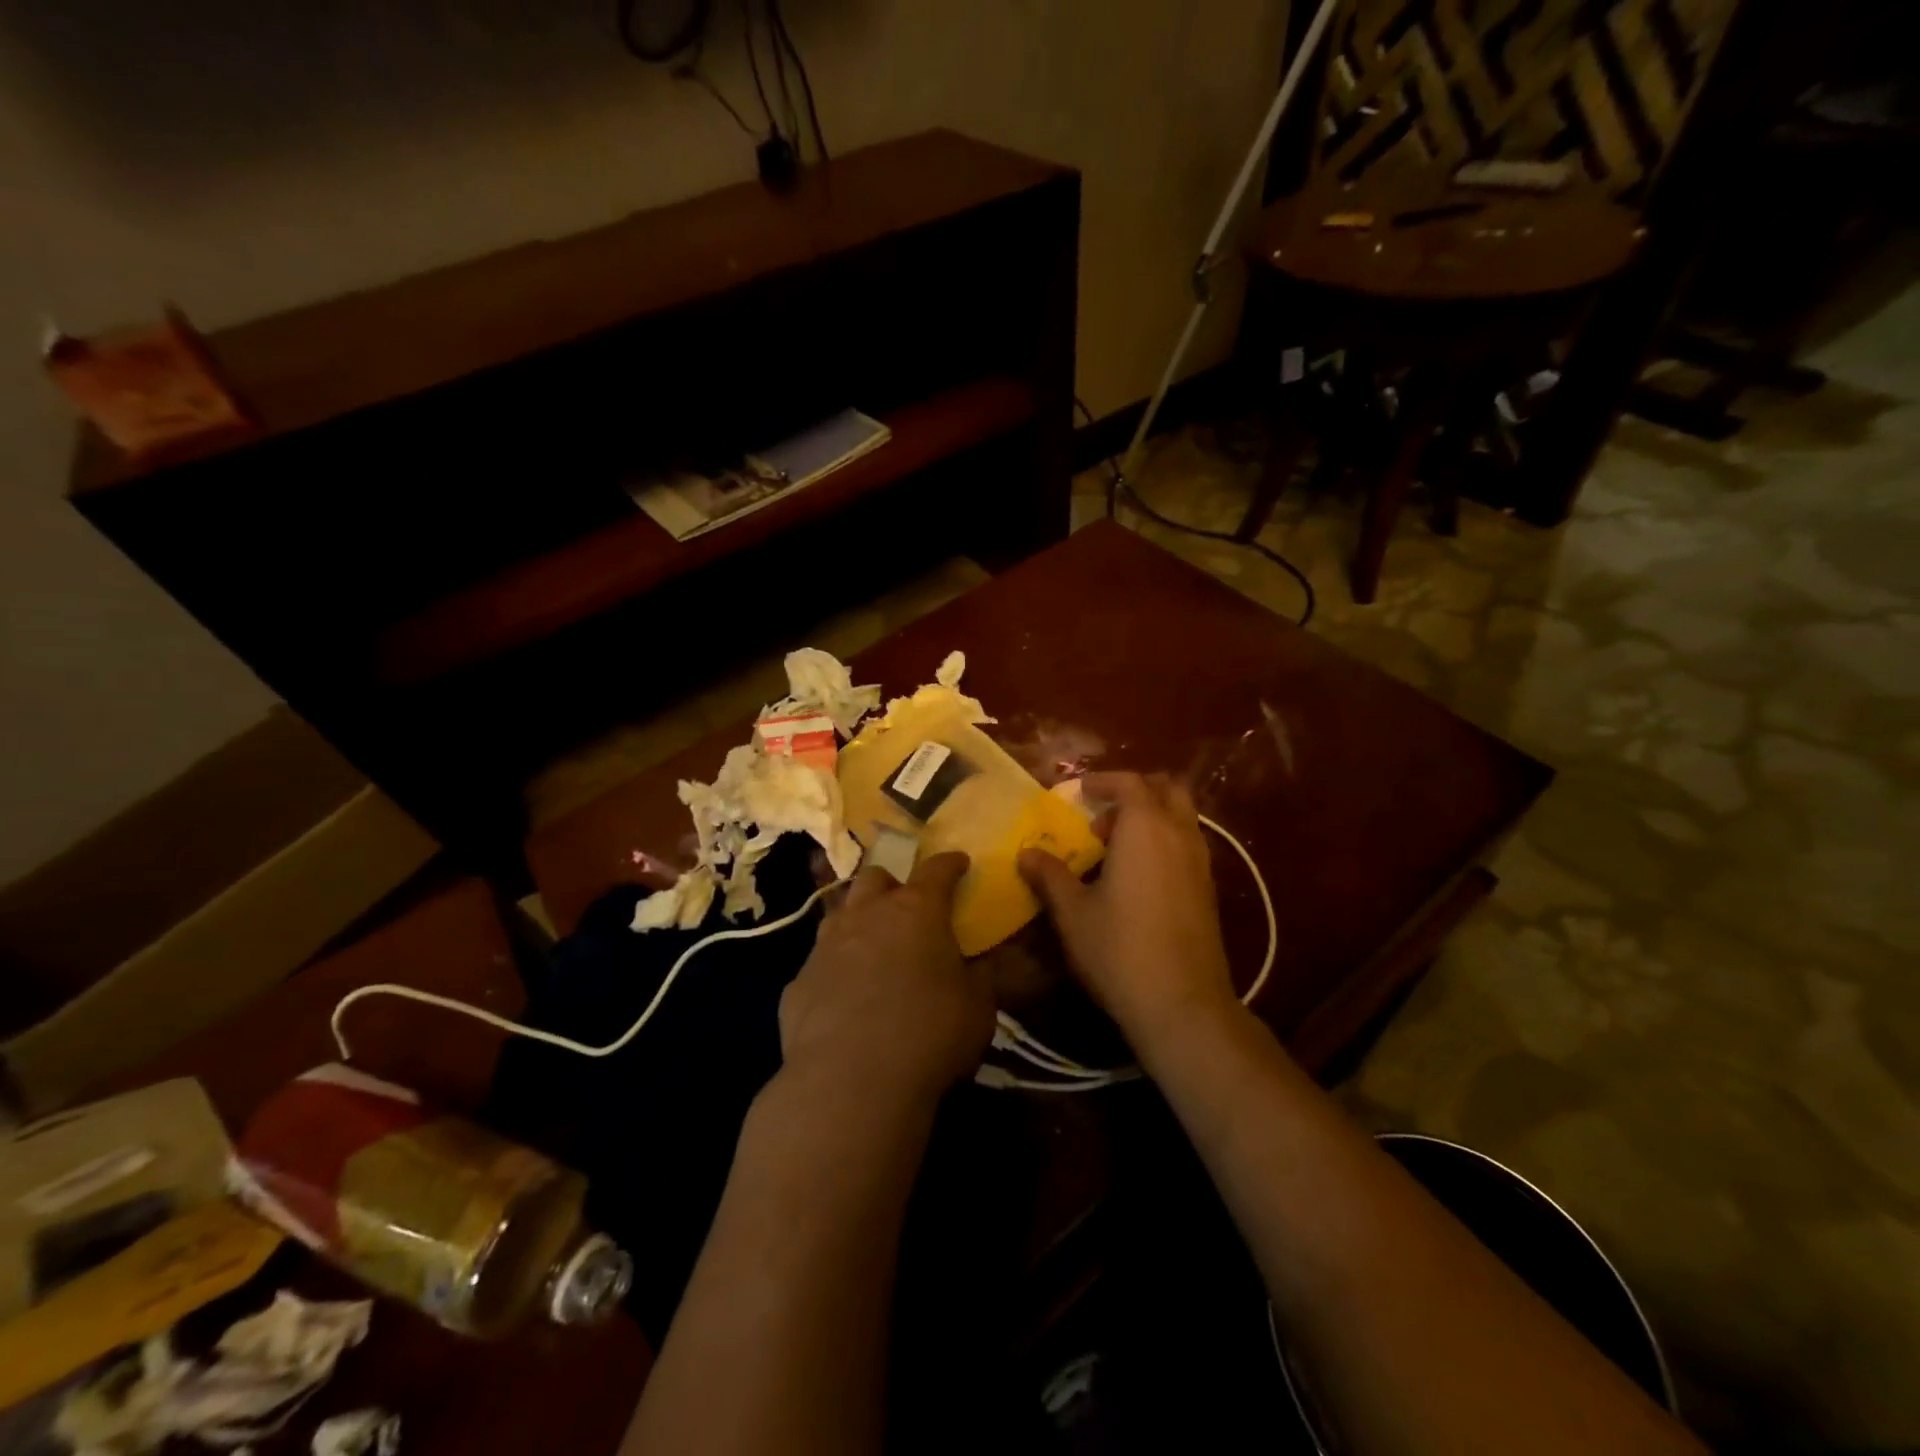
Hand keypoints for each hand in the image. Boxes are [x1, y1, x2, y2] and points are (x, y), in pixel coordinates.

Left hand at [778, 852, 993, 1106]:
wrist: (850, 1083)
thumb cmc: (929, 1034)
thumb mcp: (978, 1007)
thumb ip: (981, 976)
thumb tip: (982, 961)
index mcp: (916, 910)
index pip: (937, 868)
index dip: (951, 863)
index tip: (960, 863)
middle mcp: (867, 915)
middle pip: (876, 877)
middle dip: (893, 885)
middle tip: (908, 909)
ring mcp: (826, 945)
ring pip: (840, 912)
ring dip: (859, 920)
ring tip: (873, 946)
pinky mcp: (798, 981)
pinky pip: (819, 962)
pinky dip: (835, 968)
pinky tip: (844, 997)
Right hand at [1019, 772, 1237, 1048]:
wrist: (1182, 1004)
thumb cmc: (1119, 949)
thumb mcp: (1073, 912)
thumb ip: (1050, 875)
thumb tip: (1026, 853)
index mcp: (1145, 828)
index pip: (1129, 783)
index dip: (1102, 781)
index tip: (1078, 792)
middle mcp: (1179, 834)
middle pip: (1167, 789)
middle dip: (1135, 791)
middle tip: (1103, 814)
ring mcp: (1201, 862)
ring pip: (1181, 817)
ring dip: (1151, 817)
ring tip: (1115, 847)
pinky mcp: (1209, 889)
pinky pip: (1187, 844)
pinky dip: (1164, 841)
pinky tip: (1138, 877)